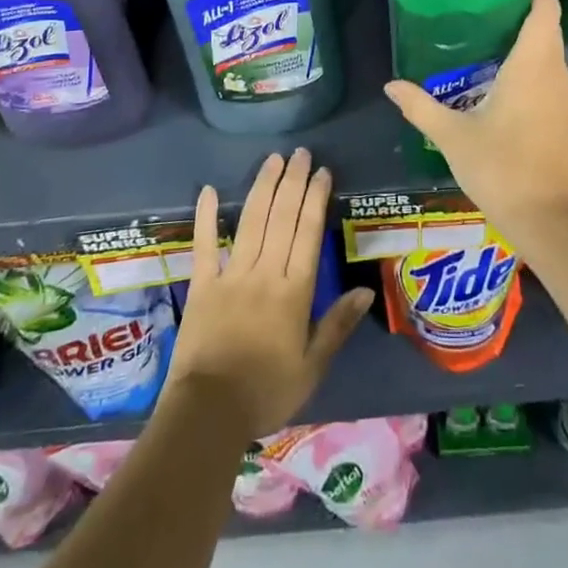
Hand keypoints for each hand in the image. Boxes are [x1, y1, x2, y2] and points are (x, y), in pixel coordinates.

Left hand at [162, 149, 373, 438]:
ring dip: (263, 187)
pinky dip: (206, 216)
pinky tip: (208, 190)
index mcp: (295, 291)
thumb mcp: (312, 367)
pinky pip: (204, 245)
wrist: (208, 414)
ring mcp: (231, 275)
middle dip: (294, 182)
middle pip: (282, 218)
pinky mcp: (202, 285)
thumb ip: (337, 325)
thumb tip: (365, 290)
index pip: (309, 233)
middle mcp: (265, 273)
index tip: (323, 172)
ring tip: (273, 159)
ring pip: (251, 221)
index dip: (316, 198)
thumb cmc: (266, 392)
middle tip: (301, 153)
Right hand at [382, 0, 567, 256]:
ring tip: (497, 54)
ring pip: (553, 65)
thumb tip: (390, 85)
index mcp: (532, 67)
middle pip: (549, 35)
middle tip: (492, 14)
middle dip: (527, 19)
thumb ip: (421, 107)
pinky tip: (514, 101)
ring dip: (532, 53)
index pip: (544, 12)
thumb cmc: (499, 169)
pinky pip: (557, 91)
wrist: (549, 223)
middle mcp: (558, 78)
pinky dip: (539, 82)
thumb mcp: (452, 137)